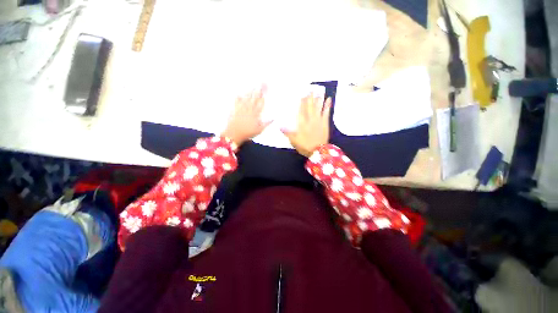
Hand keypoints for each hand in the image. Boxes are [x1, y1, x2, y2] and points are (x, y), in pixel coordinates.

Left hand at [221, 86, 271, 145]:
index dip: (263, 96)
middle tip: (261, 82)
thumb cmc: (248, 133)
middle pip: (254, 98)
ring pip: (246, 98)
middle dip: (258, 90)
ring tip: (252, 85)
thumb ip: (267, 123)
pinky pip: (236, 101)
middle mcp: (249, 109)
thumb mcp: (260, 130)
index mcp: (256, 114)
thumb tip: (273, 118)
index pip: (261, 103)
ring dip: (249, 91)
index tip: (266, 89)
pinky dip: (238, 97)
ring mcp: (241, 108)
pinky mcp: (234, 110)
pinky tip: (239, 93)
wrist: (234, 134)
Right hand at [282, 95, 331, 156]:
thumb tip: (279, 126)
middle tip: (310, 89)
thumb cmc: (305, 146)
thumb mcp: (293, 140)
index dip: (301, 103)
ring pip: (317, 107)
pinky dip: (327, 105)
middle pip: (309, 107)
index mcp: (301, 123)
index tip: (302, 95)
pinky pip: (326, 112)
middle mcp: (309, 119)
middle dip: (309, 98)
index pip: (301, 111)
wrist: (318, 151)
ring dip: (317, 99)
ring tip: (318, 91)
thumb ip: (287, 132)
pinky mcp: (325, 123)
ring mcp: (318, 120)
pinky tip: (329, 99)